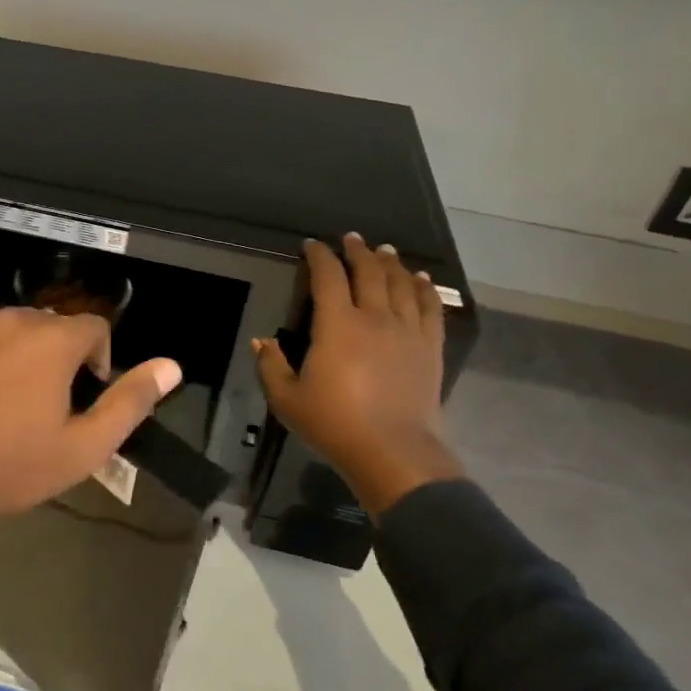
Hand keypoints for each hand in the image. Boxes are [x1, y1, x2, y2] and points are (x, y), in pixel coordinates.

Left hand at [0, 309, 182, 544]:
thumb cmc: (8, 467)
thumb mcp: (82, 448)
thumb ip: (130, 402)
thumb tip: (172, 366)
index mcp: (51, 340)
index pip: (96, 328)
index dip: (100, 363)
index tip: (84, 403)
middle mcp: (12, 319)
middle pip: (55, 328)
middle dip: (63, 361)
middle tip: (49, 411)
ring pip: (17, 332)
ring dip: (26, 358)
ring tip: (12, 407)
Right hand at [254, 234, 464, 516]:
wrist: (393, 452)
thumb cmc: (334, 424)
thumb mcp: (287, 399)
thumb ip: (270, 366)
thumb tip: (260, 341)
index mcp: (337, 325)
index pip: (327, 277)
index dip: (319, 256)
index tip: (312, 245)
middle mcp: (374, 317)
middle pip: (368, 272)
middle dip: (358, 251)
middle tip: (351, 239)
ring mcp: (407, 330)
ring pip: (400, 284)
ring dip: (390, 263)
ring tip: (385, 250)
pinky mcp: (430, 347)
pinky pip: (430, 308)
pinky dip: (424, 288)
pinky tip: (420, 279)